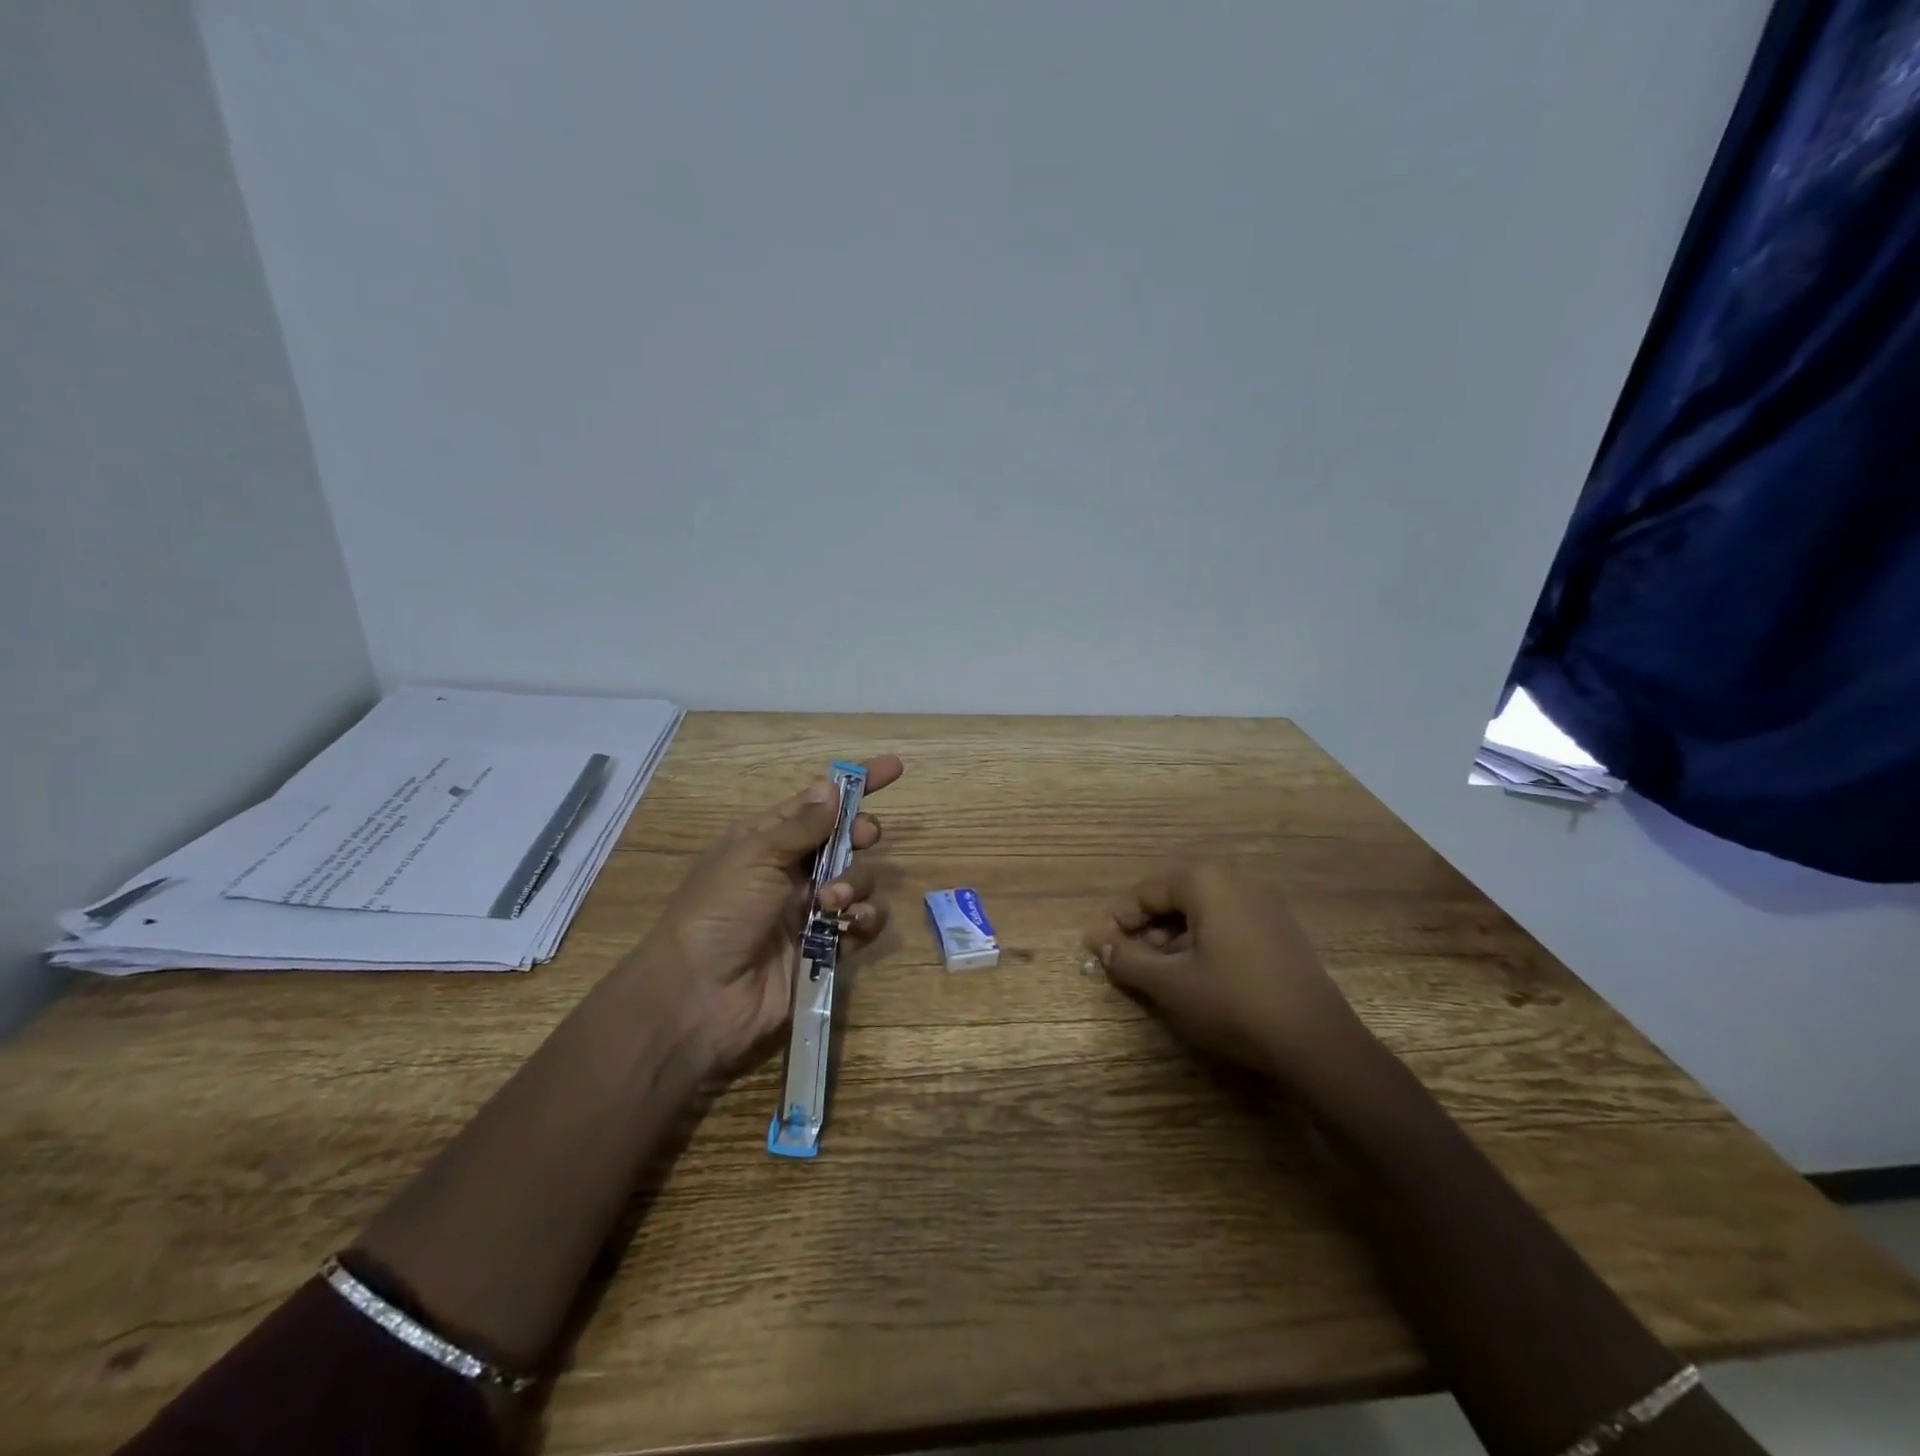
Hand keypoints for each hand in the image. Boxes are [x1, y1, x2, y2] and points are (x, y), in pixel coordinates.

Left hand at [637, 756, 901, 1074]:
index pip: (816, 803)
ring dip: (855, 882)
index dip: (854, 785)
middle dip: (860, 833)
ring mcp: (808, 910)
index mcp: (766, 841)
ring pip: (857, 879)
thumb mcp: (755, 857)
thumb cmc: (719, 913)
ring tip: (833, 900)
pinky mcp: (824, 947)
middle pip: (843, 839)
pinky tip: (850, 924)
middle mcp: (790, 871)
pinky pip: (860, 922)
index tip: (894, 768)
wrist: (701, 996)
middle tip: (867, 835)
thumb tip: (830, 786)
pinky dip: (863, 919)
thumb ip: (801, 825)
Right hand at [1084, 860, 1366, 1085]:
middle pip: (1174, 898)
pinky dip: (1202, 943)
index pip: (1146, 892)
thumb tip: (1100, 944)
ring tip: (1156, 973)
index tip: (1098, 948)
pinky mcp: (1281, 931)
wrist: (1317, 1044)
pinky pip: (1227, 925)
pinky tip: (1195, 976)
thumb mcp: (1170, 984)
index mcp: (1207, 881)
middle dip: (1145, 929)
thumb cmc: (1233, 1004)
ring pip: (1201, 913)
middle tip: (1125, 961)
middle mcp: (1237, 881)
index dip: (1117, 920)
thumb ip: (1128, 959)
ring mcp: (1265, 905)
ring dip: (1171, 939)